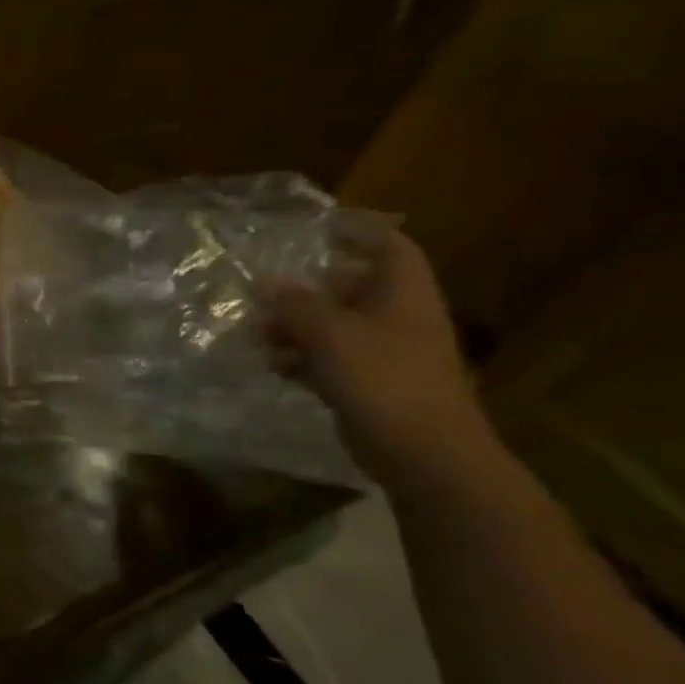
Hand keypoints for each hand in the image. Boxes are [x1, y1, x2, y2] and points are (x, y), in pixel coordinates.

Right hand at [260, 230, 492, 483]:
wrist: (424, 454)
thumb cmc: (384, 380)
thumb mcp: (331, 334)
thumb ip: (296, 305)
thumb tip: (266, 281)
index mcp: (403, 295)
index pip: (389, 248)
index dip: (358, 233)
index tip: (320, 229)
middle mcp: (397, 319)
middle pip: (352, 288)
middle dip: (308, 289)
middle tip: (267, 292)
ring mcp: (386, 355)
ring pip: (336, 327)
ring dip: (297, 327)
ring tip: (259, 334)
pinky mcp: (372, 386)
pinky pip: (332, 360)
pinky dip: (304, 359)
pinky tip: (276, 365)